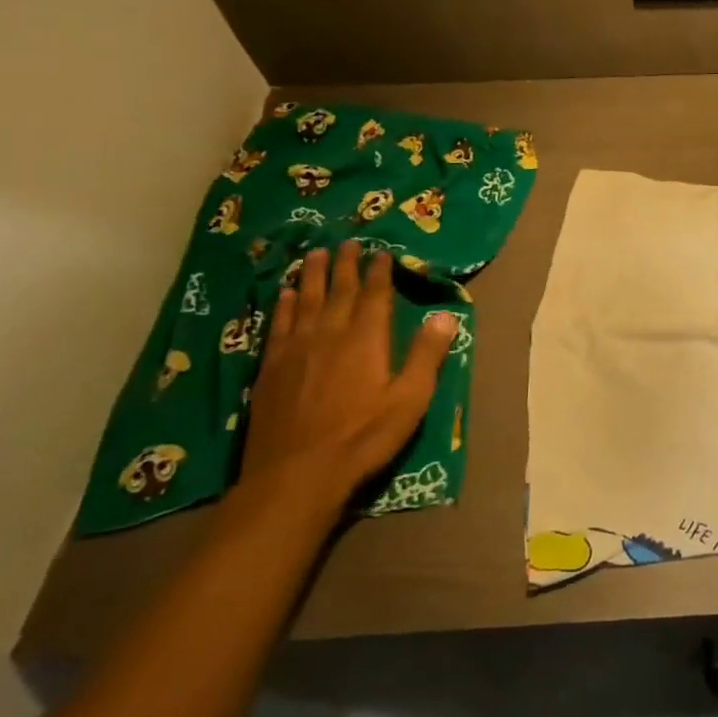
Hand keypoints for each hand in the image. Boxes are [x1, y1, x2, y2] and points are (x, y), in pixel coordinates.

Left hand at [240, 241, 456, 509]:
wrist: (296, 474)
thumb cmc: (363, 437)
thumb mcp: (410, 399)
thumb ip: (427, 354)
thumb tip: (446, 314)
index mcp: (366, 339)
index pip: (374, 295)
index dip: (379, 271)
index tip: (381, 250)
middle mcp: (329, 334)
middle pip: (338, 290)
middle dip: (345, 264)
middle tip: (347, 242)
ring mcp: (295, 349)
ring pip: (305, 301)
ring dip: (311, 276)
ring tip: (314, 254)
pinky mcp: (271, 368)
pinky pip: (279, 324)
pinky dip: (284, 305)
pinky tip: (284, 295)